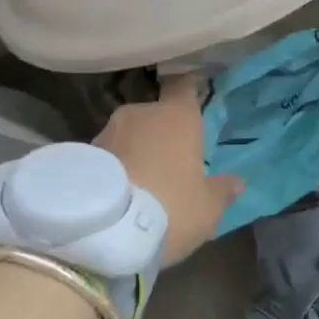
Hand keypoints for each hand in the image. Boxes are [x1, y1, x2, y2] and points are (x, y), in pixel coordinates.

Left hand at [94, 75, 242, 265]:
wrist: (103, 232)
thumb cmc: (170, 208)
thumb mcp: (207, 208)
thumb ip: (222, 191)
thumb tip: (237, 182)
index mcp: (177, 116)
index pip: (184, 87)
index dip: (187, 92)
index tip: (191, 98)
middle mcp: (140, 113)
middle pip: (154, 115)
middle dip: (159, 134)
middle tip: (167, 163)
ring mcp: (107, 131)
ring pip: (128, 135)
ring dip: (134, 151)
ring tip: (139, 184)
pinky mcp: (82, 154)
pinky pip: (106, 157)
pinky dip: (113, 168)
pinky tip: (117, 195)